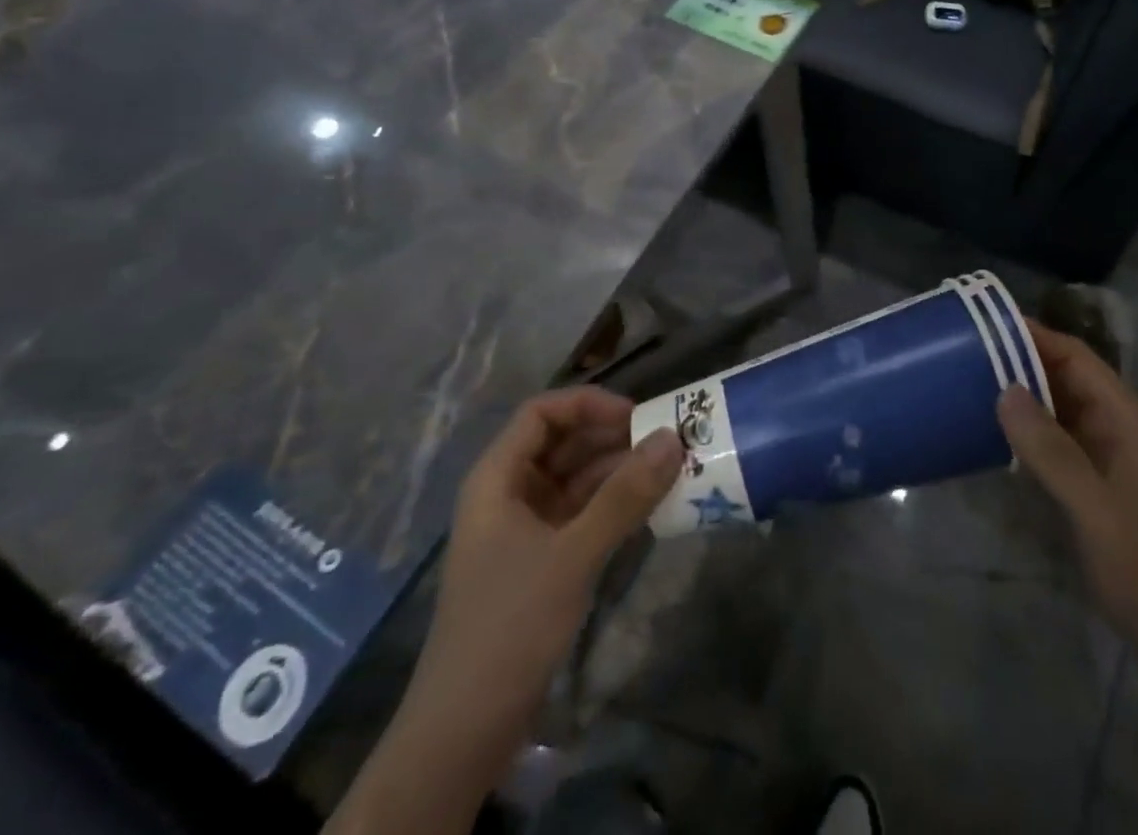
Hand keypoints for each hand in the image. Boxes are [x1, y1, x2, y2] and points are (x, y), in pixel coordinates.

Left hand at [330, 388, 681, 834]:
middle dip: (612, 438)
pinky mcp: (540, 561)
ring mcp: (524, 528)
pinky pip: (581, 514)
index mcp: (498, 478)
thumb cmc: (509, 626)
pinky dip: (612, 505)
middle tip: (667, 441)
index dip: (588, 404)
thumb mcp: (572, 555)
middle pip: (562, 443)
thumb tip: (674, 438)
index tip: (637, 416)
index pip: (543, 412)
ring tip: (668, 471)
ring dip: (618, 472)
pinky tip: (648, 508)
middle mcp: (509, 493)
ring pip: (575, 479)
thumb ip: (625, 495)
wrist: (463, 732)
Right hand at [996, 323, 1137, 680]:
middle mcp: (1118, 429)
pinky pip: (1057, 446)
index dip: (1034, 336)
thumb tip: (1005, 390)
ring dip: (1020, 399)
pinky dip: (1027, 436)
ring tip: (968, 388)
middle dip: (1019, 364)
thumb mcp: (1097, 510)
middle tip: (963, 356)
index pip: (1076, 358)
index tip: (985, 325)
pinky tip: (992, 439)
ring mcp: (1108, 461)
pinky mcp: (1097, 489)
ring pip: (1059, 412)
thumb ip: (1052, 451)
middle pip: (1065, 379)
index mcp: (1127, 420)